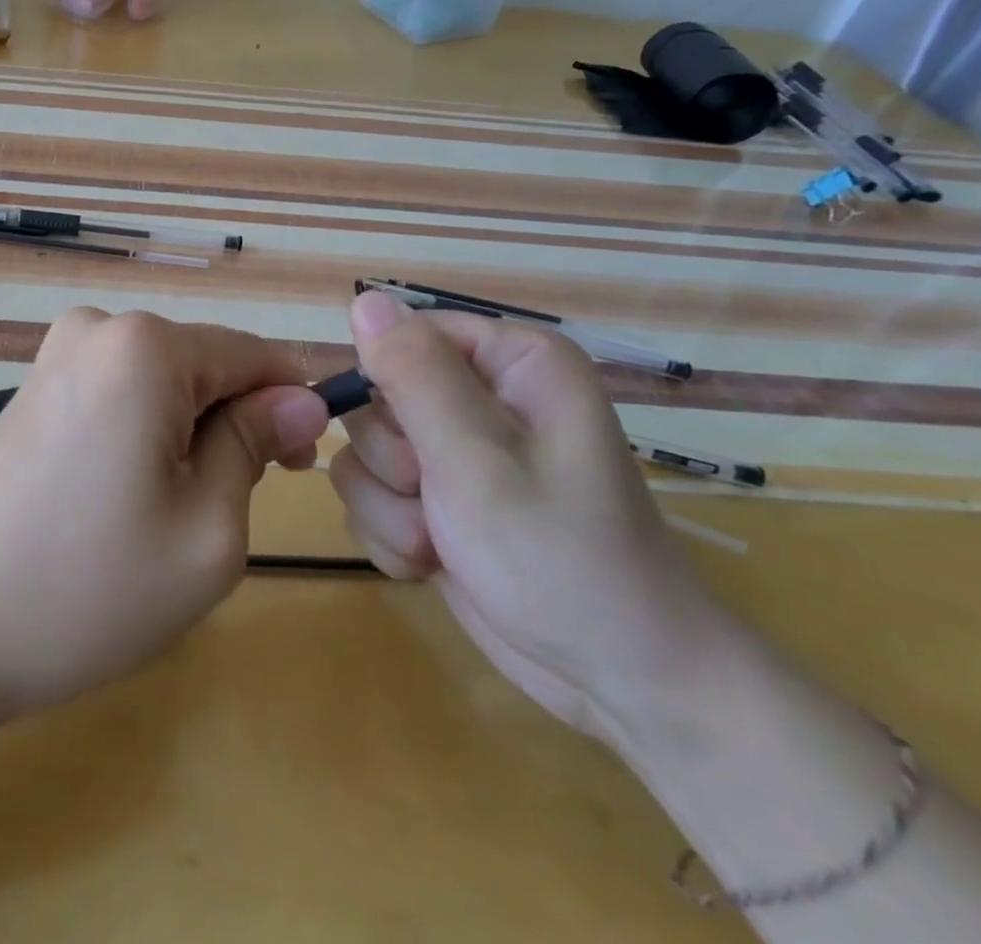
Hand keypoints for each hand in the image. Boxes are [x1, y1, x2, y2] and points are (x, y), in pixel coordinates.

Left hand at [0, 309, 329, 722]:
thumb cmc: (86, 586)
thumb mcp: (206, 528)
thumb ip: (256, 445)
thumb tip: (302, 400)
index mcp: (146, 346)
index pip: (253, 355)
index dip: (288, 409)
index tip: (296, 473)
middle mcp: (99, 327)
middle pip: (205, 365)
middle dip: (234, 424)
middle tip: (223, 512)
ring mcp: (58, 352)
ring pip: (164, 382)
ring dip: (187, 434)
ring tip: (164, 513)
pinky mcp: (36, 384)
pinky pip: (119, 392)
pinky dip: (143, 434)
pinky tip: (121, 496)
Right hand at [328, 289, 740, 736]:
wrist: (618, 683)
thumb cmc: (561, 560)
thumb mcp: (478, 461)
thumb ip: (414, 375)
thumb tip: (363, 298)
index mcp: (511, 362)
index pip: (403, 333)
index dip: (388, 383)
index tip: (414, 441)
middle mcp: (481, 395)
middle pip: (376, 395)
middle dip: (393, 461)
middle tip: (439, 500)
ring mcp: (454, 451)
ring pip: (364, 450)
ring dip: (389, 506)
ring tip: (441, 543)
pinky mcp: (435, 499)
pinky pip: (372, 494)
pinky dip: (392, 535)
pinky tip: (433, 563)